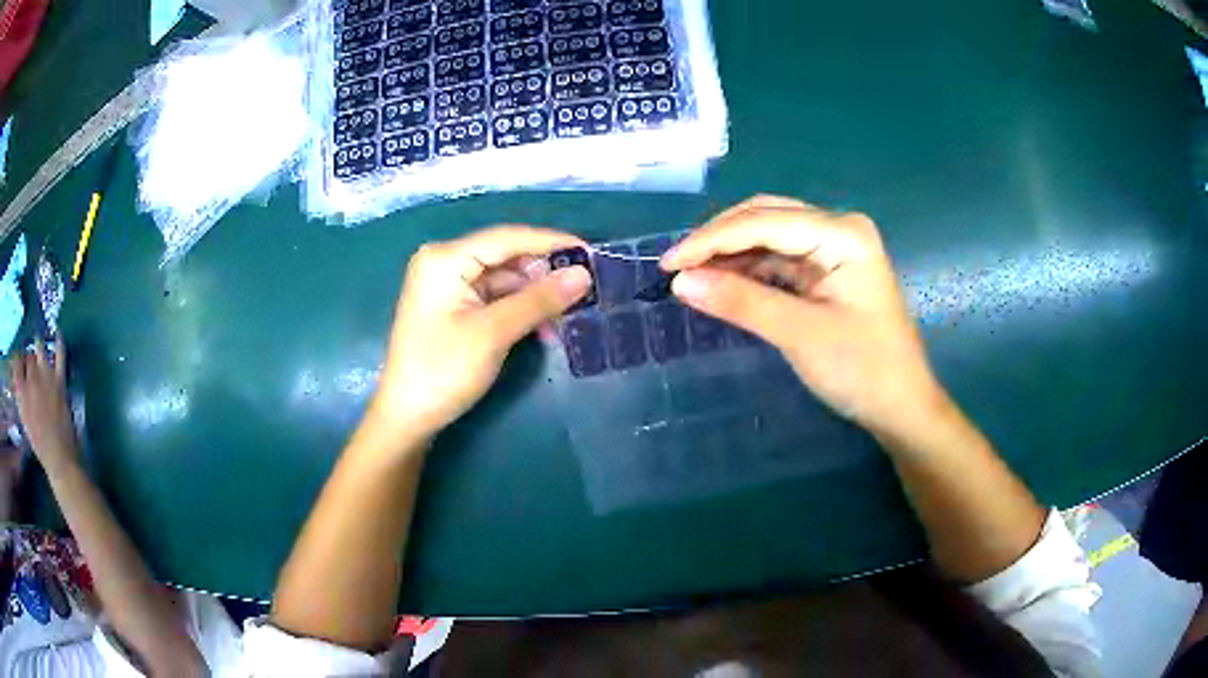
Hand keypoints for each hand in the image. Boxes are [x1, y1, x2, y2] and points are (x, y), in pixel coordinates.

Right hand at [11, 336, 77, 472]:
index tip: (20, 363)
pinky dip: (59, 343)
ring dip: (39, 348)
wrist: (58, 457)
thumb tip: (18, 380)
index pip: (16, 363)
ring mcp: (45, 377)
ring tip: (39, 348)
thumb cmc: (40, 444)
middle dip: (29, 357)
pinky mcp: (58, 380)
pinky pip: (60, 354)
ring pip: (39, 349)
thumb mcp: (24, 420)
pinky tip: (59, 334)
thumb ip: (20, 397)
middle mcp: (30, 379)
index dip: (18, 361)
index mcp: (21, 392)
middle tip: (31, 365)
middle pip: (28, 356)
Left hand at [367, 226, 591, 444]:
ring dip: (536, 297)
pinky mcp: (454, 307)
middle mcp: (445, 262)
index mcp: (446, 258)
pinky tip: (545, 328)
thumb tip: (584, 275)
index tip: (592, 254)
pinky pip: (495, 298)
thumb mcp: (494, 333)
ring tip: (571, 315)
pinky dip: (520, 310)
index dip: (552, 243)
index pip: (508, 238)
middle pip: (506, 257)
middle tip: (587, 290)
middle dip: (545, 275)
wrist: (408, 417)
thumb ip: (539, 300)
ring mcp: (448, 286)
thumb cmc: (443, 370)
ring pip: (504, 280)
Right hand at [662, 195, 944, 440]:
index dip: (711, 240)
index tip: (667, 264)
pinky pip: (779, 259)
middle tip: (675, 267)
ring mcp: (835, 248)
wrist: (901, 407)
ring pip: (769, 236)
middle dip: (719, 240)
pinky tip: (723, 282)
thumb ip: (742, 302)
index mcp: (842, 233)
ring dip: (731, 254)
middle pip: (766, 217)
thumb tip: (680, 281)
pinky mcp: (828, 271)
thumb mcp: (801, 335)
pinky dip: (749, 270)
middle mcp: (839, 229)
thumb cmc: (864, 370)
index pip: (764, 222)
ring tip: (691, 276)